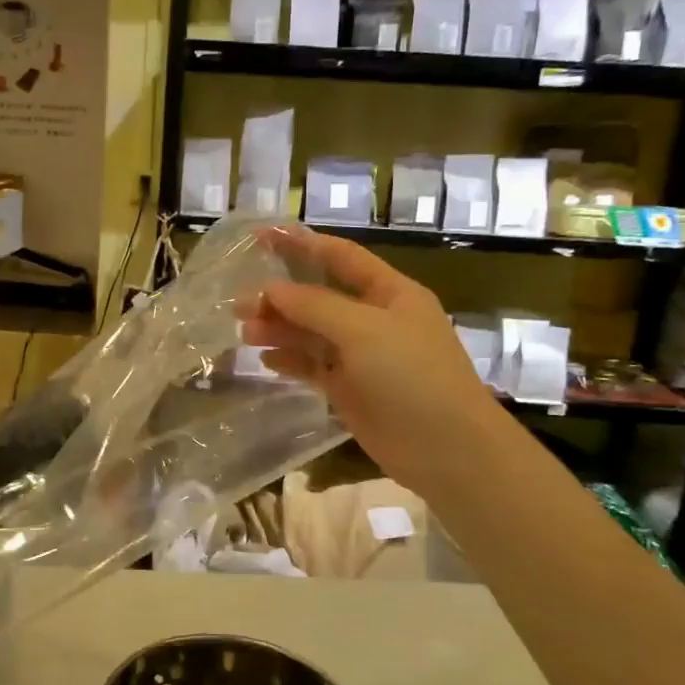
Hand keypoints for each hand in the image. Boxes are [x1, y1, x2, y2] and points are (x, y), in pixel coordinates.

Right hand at [241, 228, 492, 497]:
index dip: (301, 243)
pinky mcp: (350, 389)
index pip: (339, 256)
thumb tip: (271, 289)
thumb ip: (314, 306)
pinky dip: (290, 360)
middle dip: (281, 295)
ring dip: (279, 328)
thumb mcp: (363, 330)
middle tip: (239, 303)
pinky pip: (313, 366)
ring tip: (244, 331)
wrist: (445, 449)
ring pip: (312, 333)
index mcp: (389, 293)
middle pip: (319, 297)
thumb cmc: (411, 376)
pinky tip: (265, 358)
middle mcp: (374, 319)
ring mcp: (362, 356)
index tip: (259, 235)